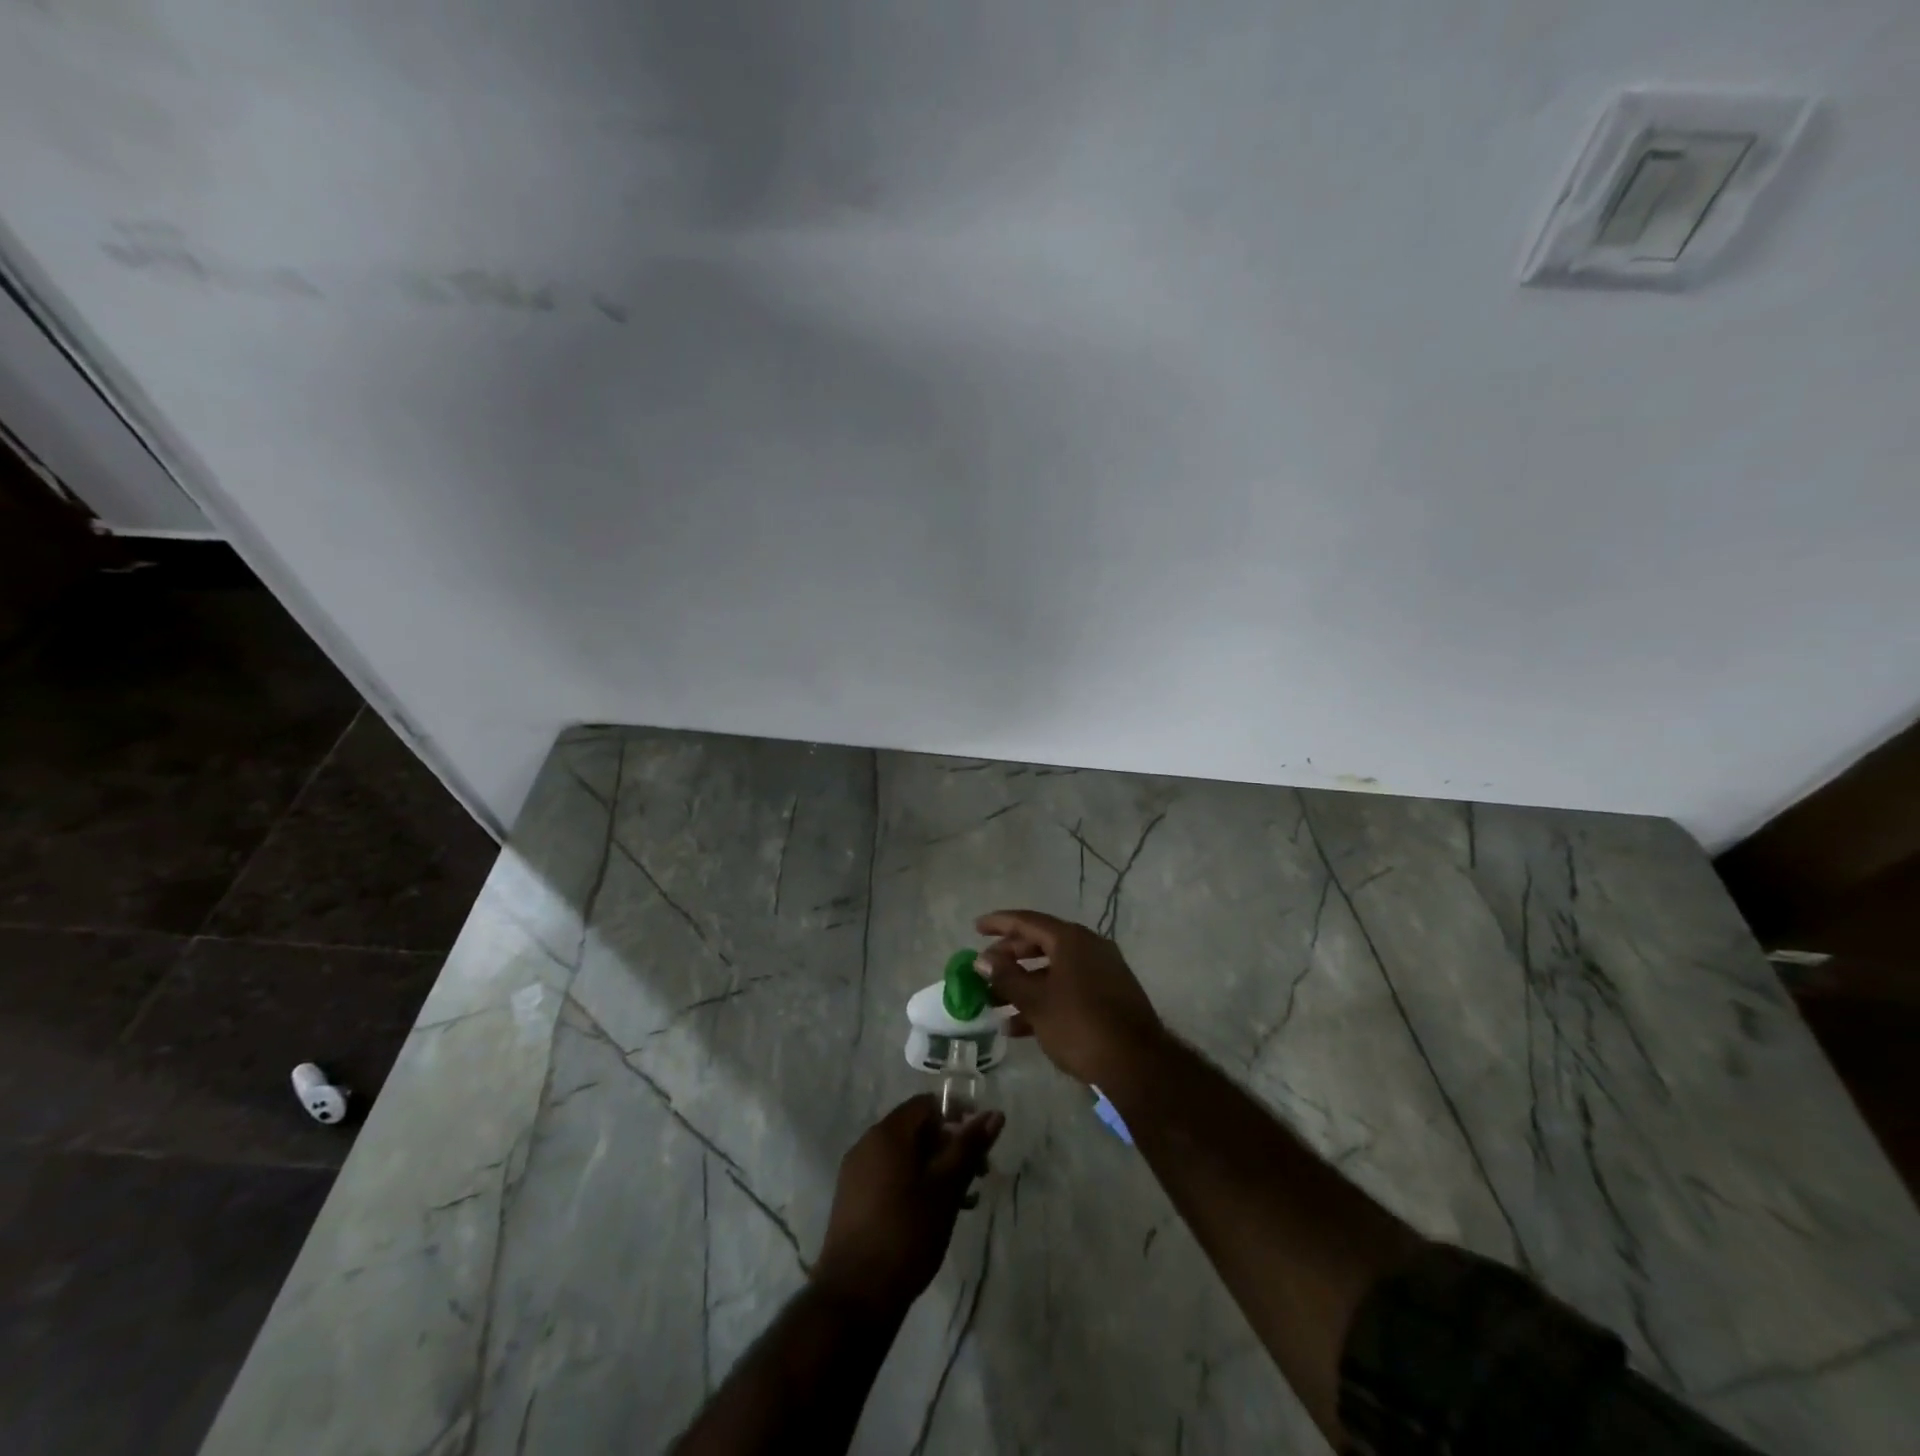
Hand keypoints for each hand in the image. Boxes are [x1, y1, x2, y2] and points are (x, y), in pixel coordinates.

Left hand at [811, 1095, 1003, 1319]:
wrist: (854, 1296)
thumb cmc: (906, 1234)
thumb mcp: (946, 1189)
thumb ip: (969, 1147)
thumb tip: (995, 1114)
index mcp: (887, 1133)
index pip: (927, 1104)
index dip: (958, 1115)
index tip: (981, 1140)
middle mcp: (867, 1143)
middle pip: (915, 1129)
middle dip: (950, 1145)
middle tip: (977, 1174)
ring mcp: (856, 1171)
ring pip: (904, 1154)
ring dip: (934, 1167)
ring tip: (962, 1200)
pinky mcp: (852, 1198)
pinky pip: (889, 1175)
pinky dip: (914, 1182)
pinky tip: (933, 1213)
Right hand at [976, 910, 1165, 1087]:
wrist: (1137, 1064)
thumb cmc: (1079, 1025)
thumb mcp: (1036, 1001)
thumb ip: (1006, 977)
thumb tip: (982, 959)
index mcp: (1071, 939)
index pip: (1028, 921)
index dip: (999, 923)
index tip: (976, 928)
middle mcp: (1088, 947)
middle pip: (1040, 944)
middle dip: (1010, 957)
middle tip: (985, 969)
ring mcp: (1102, 972)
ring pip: (1053, 970)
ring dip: (1023, 984)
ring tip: (994, 1003)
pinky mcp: (1108, 997)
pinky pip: (1067, 989)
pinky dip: (1044, 1000)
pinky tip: (1018, 1027)